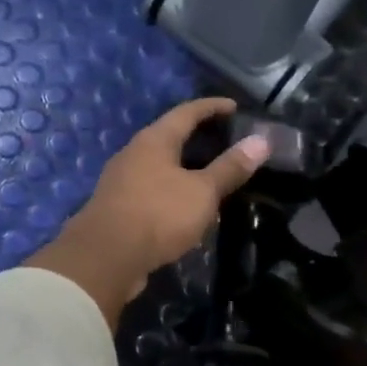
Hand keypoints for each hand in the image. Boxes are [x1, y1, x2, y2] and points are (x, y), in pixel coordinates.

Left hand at [25, 97, 268, 325]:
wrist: (105, 258)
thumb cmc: (158, 215)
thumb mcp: (202, 192)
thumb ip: (230, 168)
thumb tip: (261, 141)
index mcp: (154, 140)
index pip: (187, 112)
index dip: (212, 107)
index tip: (234, 107)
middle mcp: (134, 154)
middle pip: (169, 137)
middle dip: (197, 138)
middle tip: (225, 142)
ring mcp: (121, 182)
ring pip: (159, 166)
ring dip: (183, 168)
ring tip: (209, 176)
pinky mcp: (117, 208)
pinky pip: (151, 190)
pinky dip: (171, 191)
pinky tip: (184, 207)